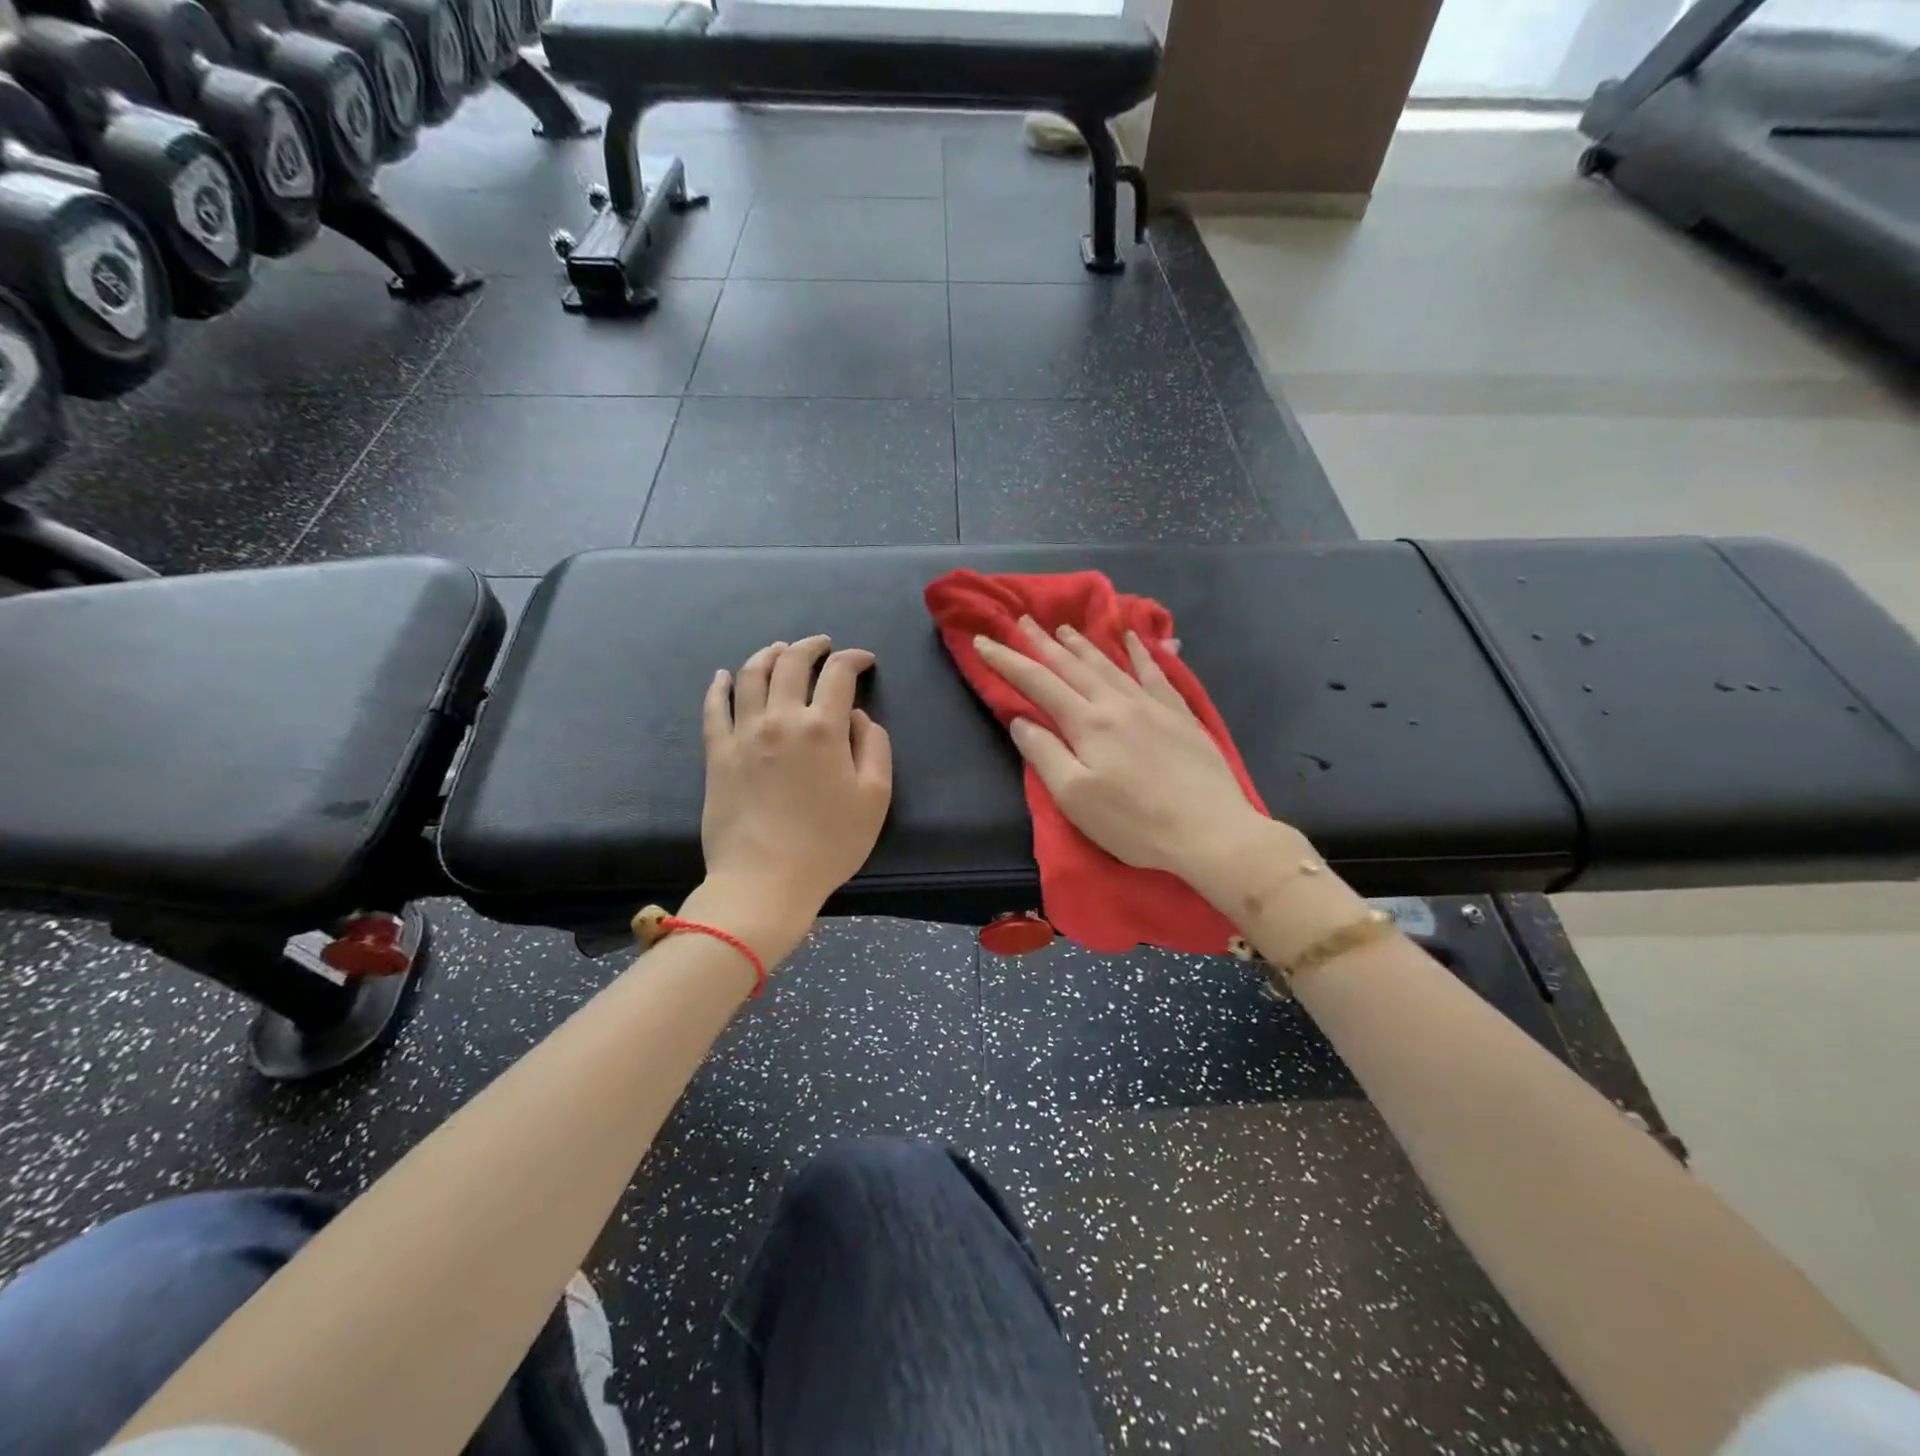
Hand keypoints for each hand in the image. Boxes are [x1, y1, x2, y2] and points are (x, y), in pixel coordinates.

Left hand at [697, 637, 892, 950]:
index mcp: (823, 728)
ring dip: (768, 654)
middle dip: (811, 646)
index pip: (839, 674)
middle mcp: (780, 719)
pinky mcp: (717, 754)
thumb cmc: (828, 844)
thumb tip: (856, 716)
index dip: (854, 658)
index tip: (864, 661)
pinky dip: (719, 686)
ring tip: (779, 649)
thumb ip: (873, 747)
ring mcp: (743, 734)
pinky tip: (723, 676)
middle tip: (823, 645)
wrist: (764, 881)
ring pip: (751, 675)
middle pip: (792, 663)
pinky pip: (714, 708)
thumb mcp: (874, 798)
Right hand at [973, 618, 1280, 896]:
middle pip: (1072, 666)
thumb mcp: (1076, 798)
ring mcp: (1153, 705)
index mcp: (1088, 723)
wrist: (1211, 831)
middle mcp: (1117, 703)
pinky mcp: (1180, 715)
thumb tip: (1021, 720)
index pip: (1038, 683)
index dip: (1008, 661)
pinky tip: (1133, 639)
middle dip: (1043, 643)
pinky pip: (1155, 673)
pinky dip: (1141, 652)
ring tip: (1064, 628)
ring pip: (1110, 664)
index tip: (983, 642)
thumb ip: (1045, 754)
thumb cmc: (1135, 823)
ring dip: (1083, 644)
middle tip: (1022, 620)